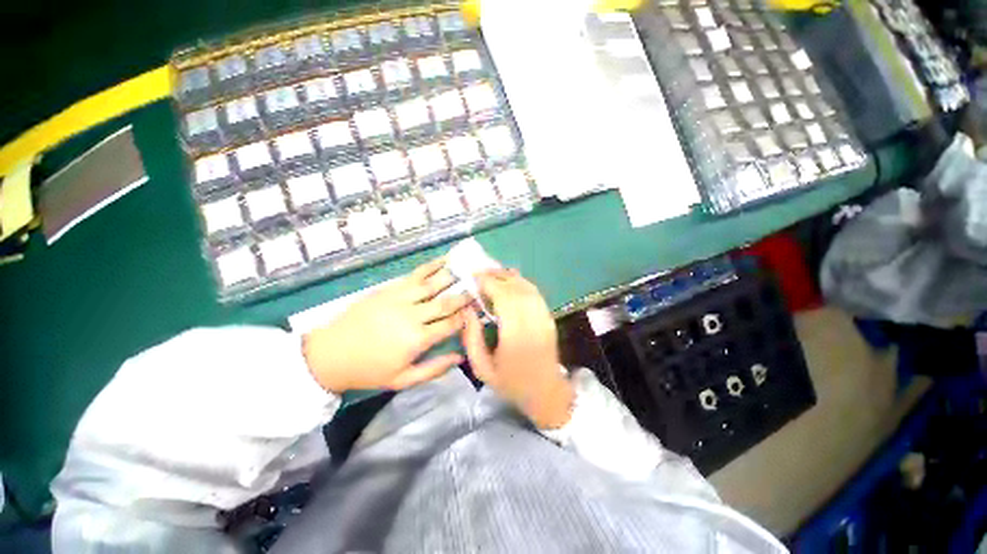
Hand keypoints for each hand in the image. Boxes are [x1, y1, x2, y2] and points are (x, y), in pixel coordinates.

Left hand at [303, 258, 470, 392]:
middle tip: (479, 286)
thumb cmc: (369, 370)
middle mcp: (412, 315)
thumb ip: (434, 369)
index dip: (467, 316)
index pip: (451, 324)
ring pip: (433, 284)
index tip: (479, 308)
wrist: (330, 354)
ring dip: (452, 275)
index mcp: (417, 339)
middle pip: (446, 301)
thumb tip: (460, 356)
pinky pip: (414, 275)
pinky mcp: (389, 289)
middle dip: (465, 294)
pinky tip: (442, 261)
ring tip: (467, 267)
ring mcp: (400, 298)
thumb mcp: (403, 379)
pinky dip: (431, 266)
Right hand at [462, 269, 574, 428]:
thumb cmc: (512, 384)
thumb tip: (468, 310)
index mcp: (516, 335)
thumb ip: (472, 339)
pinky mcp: (548, 317)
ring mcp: (544, 318)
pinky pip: (535, 293)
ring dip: (509, 276)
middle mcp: (532, 322)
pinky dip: (522, 283)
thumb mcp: (483, 369)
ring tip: (493, 273)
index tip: (474, 277)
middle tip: (480, 272)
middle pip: (516, 288)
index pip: (504, 298)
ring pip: (527, 287)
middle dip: (497, 276)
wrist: (546, 393)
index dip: (489, 283)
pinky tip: (511, 281)